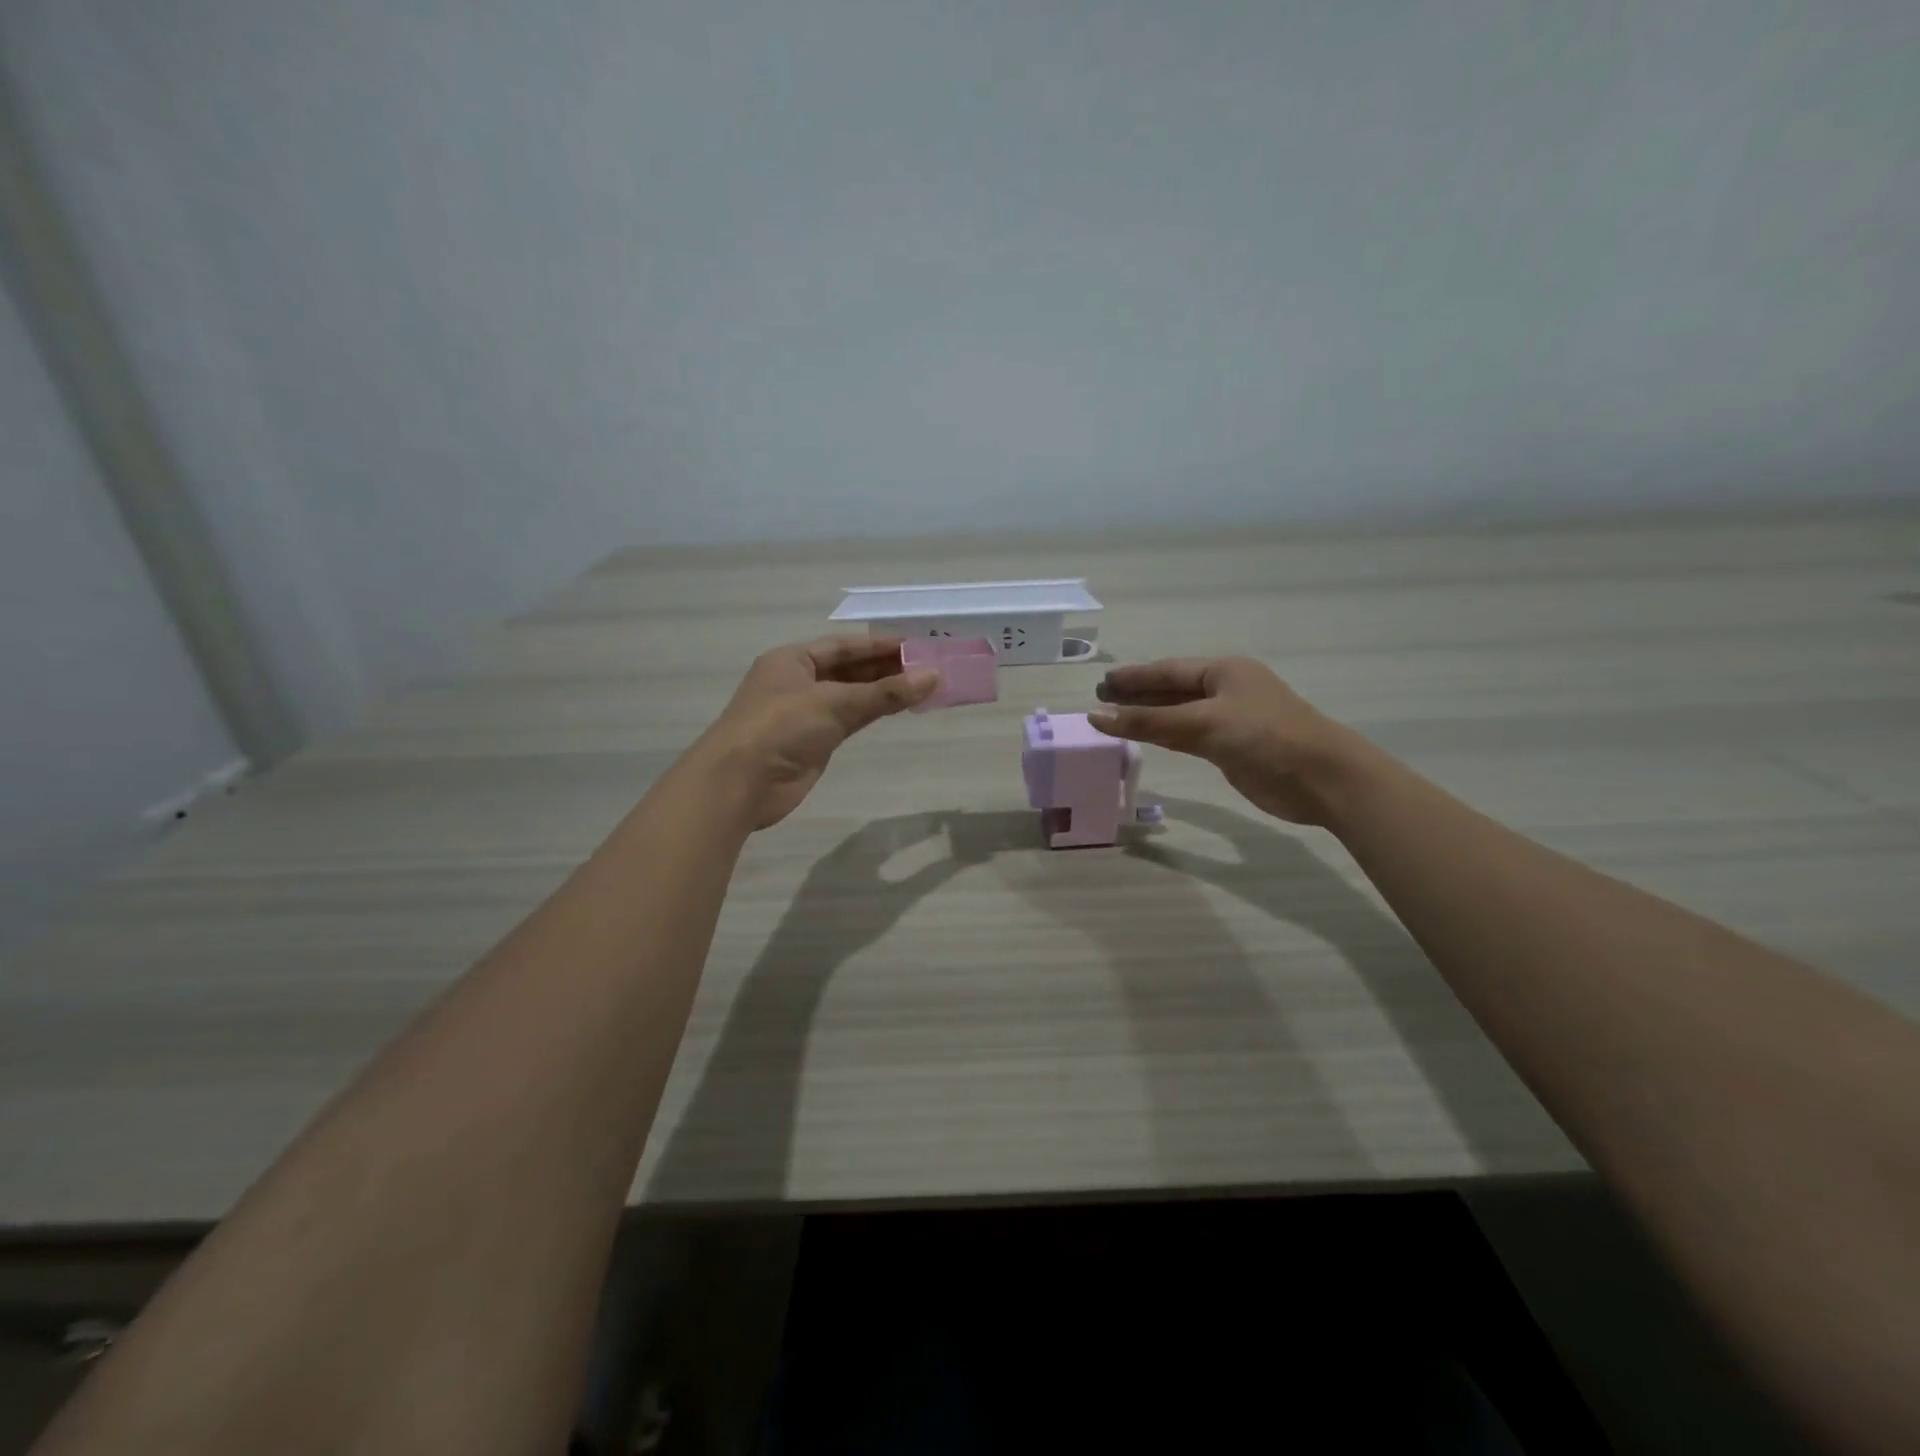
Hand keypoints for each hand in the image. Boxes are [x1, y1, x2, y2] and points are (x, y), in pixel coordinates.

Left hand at [689, 637, 937, 829]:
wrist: (740, 783)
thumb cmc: (780, 727)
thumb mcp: (834, 703)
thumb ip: (885, 692)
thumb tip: (933, 676)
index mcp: (792, 660)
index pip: (843, 646)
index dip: (879, 645)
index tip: (916, 646)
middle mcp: (797, 682)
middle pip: (848, 670)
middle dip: (885, 668)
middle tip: (927, 667)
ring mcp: (804, 714)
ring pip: (850, 696)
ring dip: (882, 692)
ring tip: (922, 687)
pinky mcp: (812, 743)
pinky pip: (849, 721)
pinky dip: (872, 714)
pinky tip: (898, 710)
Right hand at [1089, 657, 1364, 825]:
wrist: (1322, 778)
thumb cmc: (1265, 737)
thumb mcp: (1203, 723)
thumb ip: (1148, 721)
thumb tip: (1096, 716)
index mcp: (1223, 670)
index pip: (1166, 670)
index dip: (1132, 677)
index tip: (1100, 683)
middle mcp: (1225, 690)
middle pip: (1171, 690)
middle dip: (1137, 695)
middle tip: (1099, 702)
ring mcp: (1229, 720)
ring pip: (1178, 714)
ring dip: (1148, 717)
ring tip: (1113, 720)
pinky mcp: (1231, 748)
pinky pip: (1188, 737)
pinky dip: (1165, 736)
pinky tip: (1146, 738)